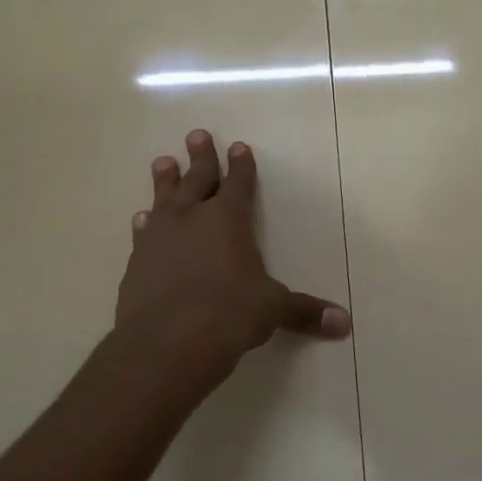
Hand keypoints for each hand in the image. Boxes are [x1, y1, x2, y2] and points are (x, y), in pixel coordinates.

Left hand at [111, 130, 350, 410]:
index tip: (238, 146)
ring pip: (164, 199)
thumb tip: (345, 324)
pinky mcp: (136, 263)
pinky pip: (143, 233)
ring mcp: (159, 239)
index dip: (241, 165)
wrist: (164, 346)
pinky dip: (145, 223)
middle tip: (196, 134)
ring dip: (165, 181)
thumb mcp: (273, 310)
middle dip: (201, 157)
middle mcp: (192, 220)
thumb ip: (305, 311)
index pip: (238, 184)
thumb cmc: (229, 316)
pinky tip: (142, 218)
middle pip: (197, 179)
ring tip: (162, 161)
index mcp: (229, 220)